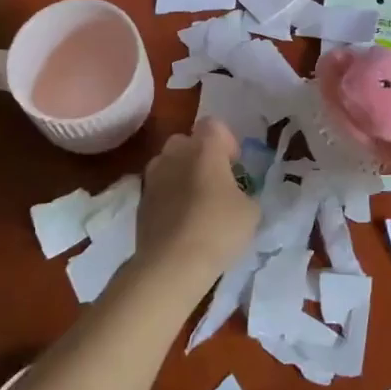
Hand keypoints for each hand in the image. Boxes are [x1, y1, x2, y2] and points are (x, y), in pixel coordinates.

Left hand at [136, 118, 259, 294]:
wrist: (171, 264)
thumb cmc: (217, 229)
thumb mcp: (251, 212)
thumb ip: (246, 194)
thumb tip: (238, 196)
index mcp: (204, 148)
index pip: (214, 125)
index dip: (227, 141)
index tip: (235, 166)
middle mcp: (174, 153)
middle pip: (187, 141)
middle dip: (200, 155)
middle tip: (215, 182)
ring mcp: (153, 176)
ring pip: (168, 163)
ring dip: (181, 175)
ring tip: (195, 202)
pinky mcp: (140, 201)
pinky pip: (158, 188)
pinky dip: (168, 197)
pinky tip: (180, 221)